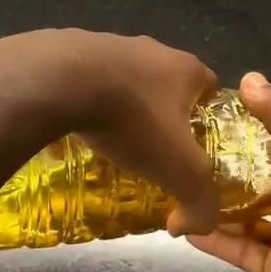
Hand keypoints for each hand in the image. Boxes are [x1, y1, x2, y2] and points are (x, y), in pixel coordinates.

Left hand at [0, 30, 220, 234]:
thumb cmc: (132, 119)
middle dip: (164, 115)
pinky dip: (83, 105)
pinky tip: (71, 133)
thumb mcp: (179, 170)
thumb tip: (196, 226)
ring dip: (122, 109)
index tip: (198, 146)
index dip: (209, 118)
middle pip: (167, 85)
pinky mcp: (70, 50)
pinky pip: (84, 83)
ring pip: (125, 81)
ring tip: (111, 143)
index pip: (211, 90)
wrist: (59, 80)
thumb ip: (200, 202)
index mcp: (186, 68)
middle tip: (155, 150)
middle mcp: (153, 50)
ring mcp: (110, 45)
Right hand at [188, 72, 270, 271]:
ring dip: (222, 208)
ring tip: (183, 189)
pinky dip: (217, 240)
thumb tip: (251, 77)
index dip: (267, 137)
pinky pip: (242, 251)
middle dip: (238, 174)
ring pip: (254, 220)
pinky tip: (184, 228)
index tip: (229, 124)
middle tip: (196, 156)